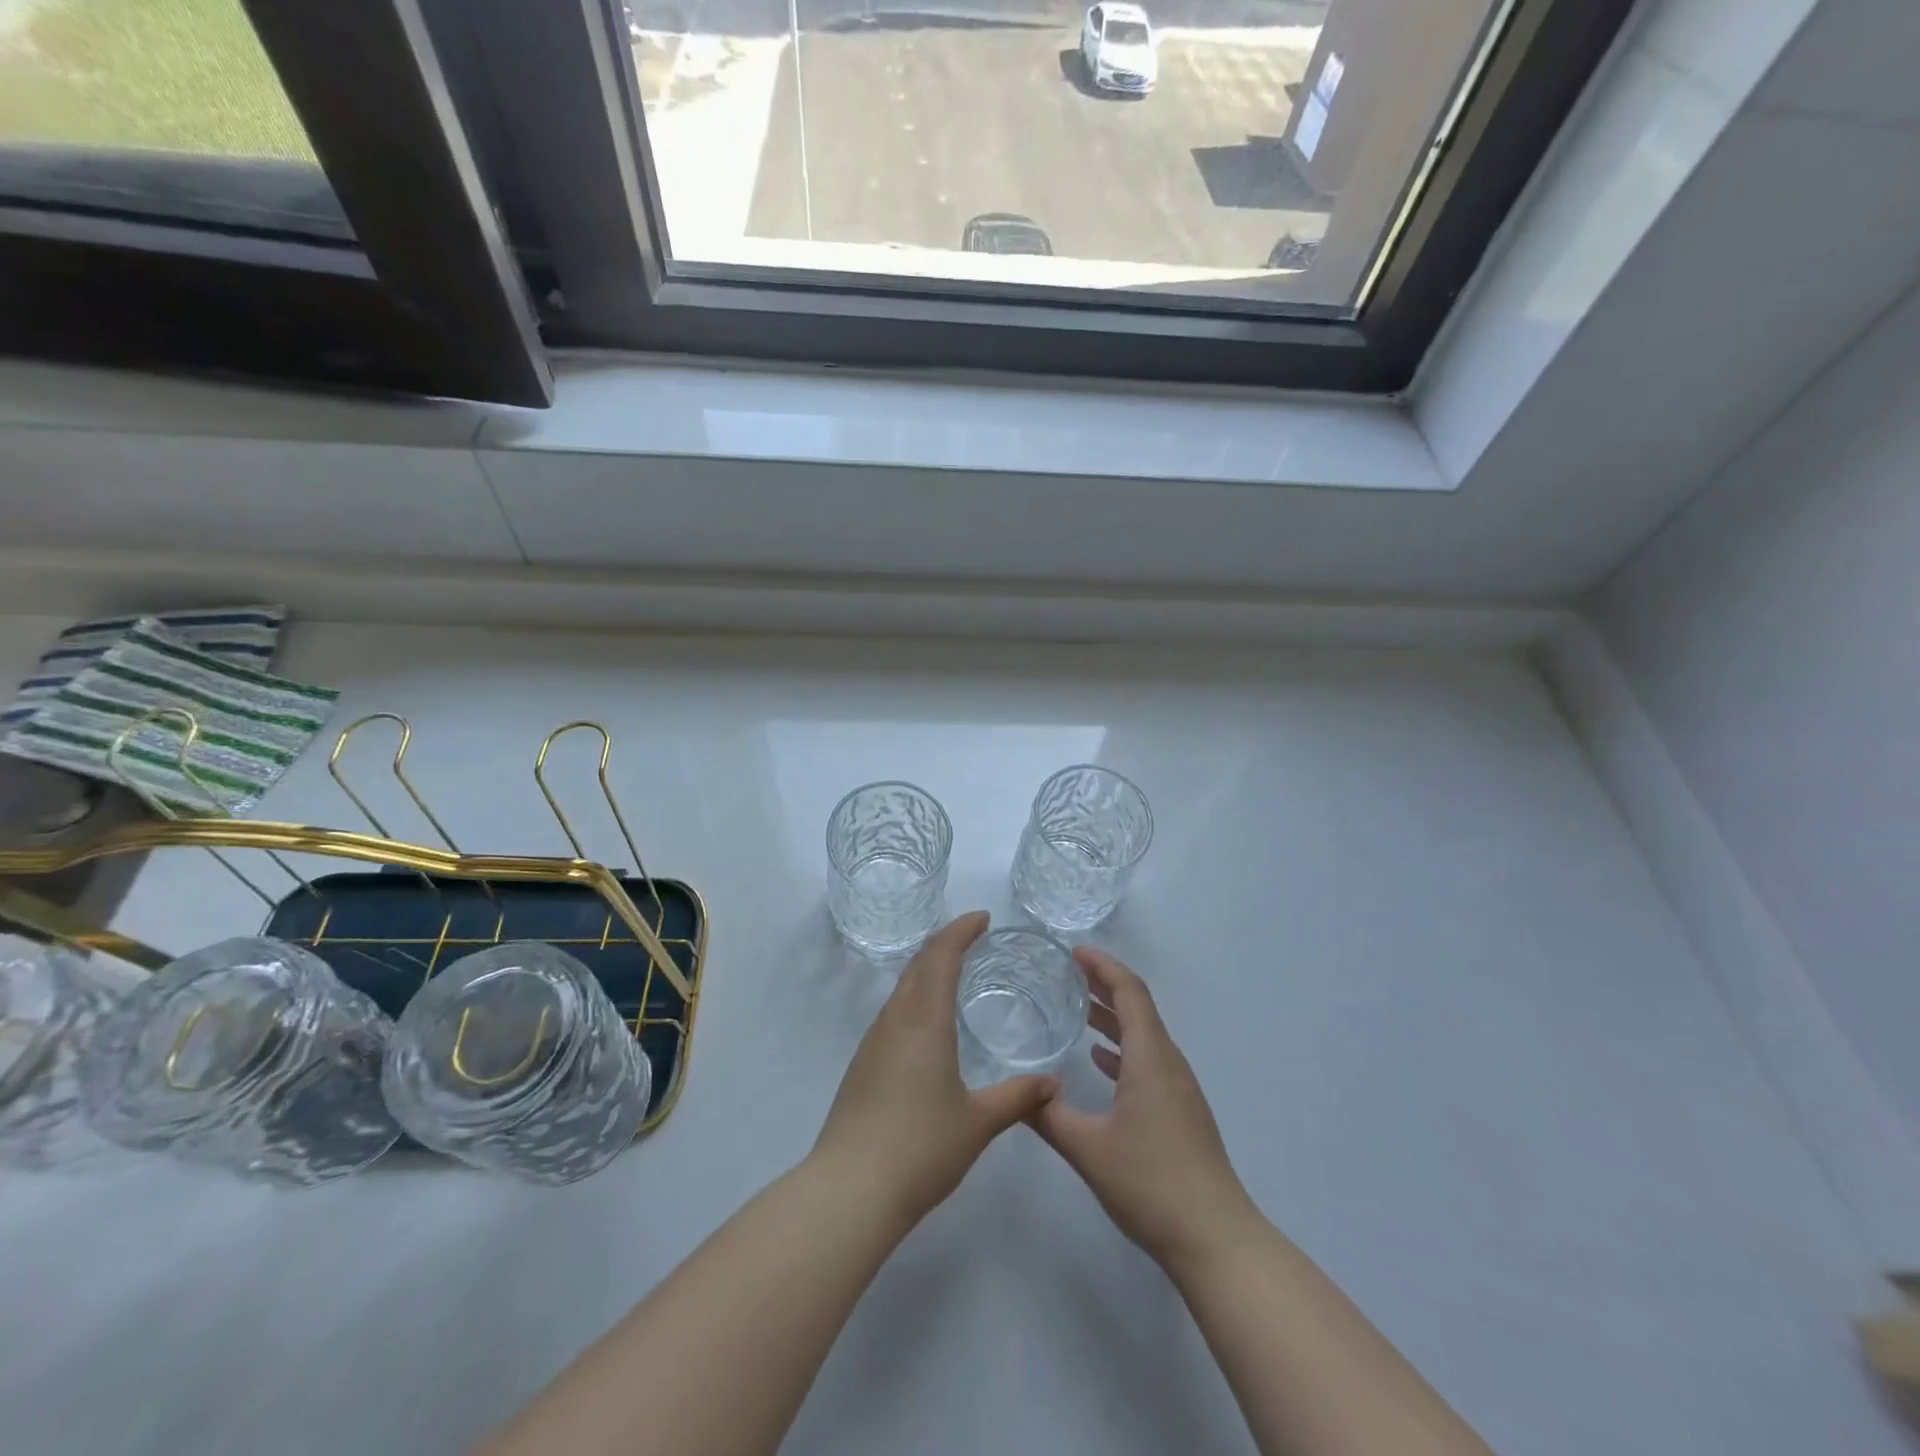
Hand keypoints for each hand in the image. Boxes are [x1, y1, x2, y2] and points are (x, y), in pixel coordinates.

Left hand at [811, 912, 1058, 1229]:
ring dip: (926, 969)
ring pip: (902, 987)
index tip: (983, 918)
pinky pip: (893, 1012)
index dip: (961, 930)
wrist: (850, 1189)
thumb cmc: (921, 1147)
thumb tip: (1053, 1084)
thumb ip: (1018, 1097)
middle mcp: (895, 1020)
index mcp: (924, 1020)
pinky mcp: (862, 1065)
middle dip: (944, 943)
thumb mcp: (979, 1122)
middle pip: (917, 964)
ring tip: (954, 972)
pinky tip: (928, 1022)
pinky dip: (914, 997)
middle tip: (973, 937)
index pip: (940, 956)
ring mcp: (873, 1041)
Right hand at [1032, 947, 1260, 1270]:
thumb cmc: (1151, 1183)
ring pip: (1144, 1036)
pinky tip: (1100, 1060)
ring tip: (1078, 1010)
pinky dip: (1123, 1048)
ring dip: (1114, 1017)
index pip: (1129, 992)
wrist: (1215, 1239)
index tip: (1074, 952)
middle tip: (1068, 973)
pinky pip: (1149, 1061)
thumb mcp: (1087, 1149)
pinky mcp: (1181, 1112)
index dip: (1103, 966)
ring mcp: (1179, 1089)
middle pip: (1138, 1008)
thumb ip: (1048, 1116)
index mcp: (1150, 1057)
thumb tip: (1020, 1091)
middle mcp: (1168, 1063)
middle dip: (1105, 985)